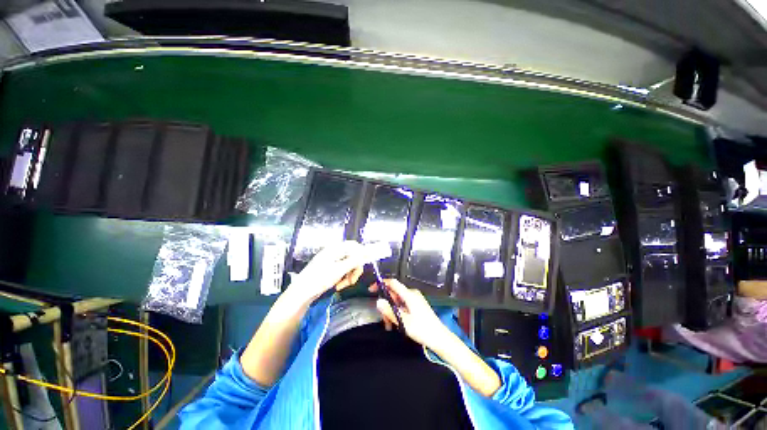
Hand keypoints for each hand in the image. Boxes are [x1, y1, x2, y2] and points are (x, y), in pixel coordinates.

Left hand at [288, 241, 364, 302]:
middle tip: (353, 281)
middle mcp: (334, 252)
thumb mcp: (339, 270)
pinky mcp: (330, 269)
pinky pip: (342, 271)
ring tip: (343, 285)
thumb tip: (367, 252)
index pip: (354, 246)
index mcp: (335, 249)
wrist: (301, 293)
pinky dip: (343, 278)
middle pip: (352, 256)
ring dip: (349, 275)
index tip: (363, 266)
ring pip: (348, 265)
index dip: (361, 254)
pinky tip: (339, 286)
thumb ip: (355, 260)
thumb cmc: (319, 279)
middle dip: (355, 269)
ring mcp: (332, 261)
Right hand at [370, 279, 448, 348]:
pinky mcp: (417, 305)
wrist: (440, 338)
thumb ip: (390, 311)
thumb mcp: (403, 322)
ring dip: (391, 312)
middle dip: (386, 305)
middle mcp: (412, 294)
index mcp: (409, 295)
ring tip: (390, 326)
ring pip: (397, 301)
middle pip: (394, 294)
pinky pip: (403, 305)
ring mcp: (415, 300)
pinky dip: (397, 313)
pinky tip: (397, 324)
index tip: (371, 290)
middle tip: (384, 320)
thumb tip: (378, 301)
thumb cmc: (422, 329)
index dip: (381, 284)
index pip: (393, 283)